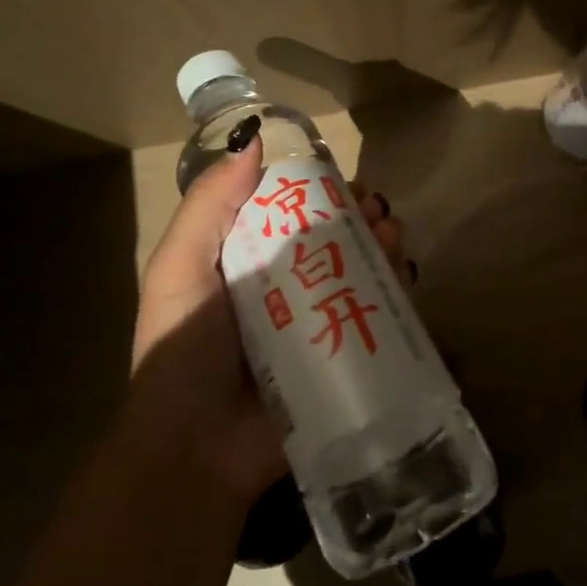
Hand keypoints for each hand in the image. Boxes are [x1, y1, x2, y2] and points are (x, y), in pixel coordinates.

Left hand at [134, 136, 411, 504]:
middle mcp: (290, 289)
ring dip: (386, 248)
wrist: (196, 445)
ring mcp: (322, 325)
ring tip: (393, 238)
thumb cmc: (183, 349)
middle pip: (339, 242)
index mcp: (251, 264)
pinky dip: (400, 295)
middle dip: (364, 219)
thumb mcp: (181, 267)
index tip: (346, 183)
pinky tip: (405, 279)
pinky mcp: (347, 360)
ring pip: (366, 275)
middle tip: (378, 213)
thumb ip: (210, 205)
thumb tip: (253, 140)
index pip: (296, 214)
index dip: (325, 193)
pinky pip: (381, 321)